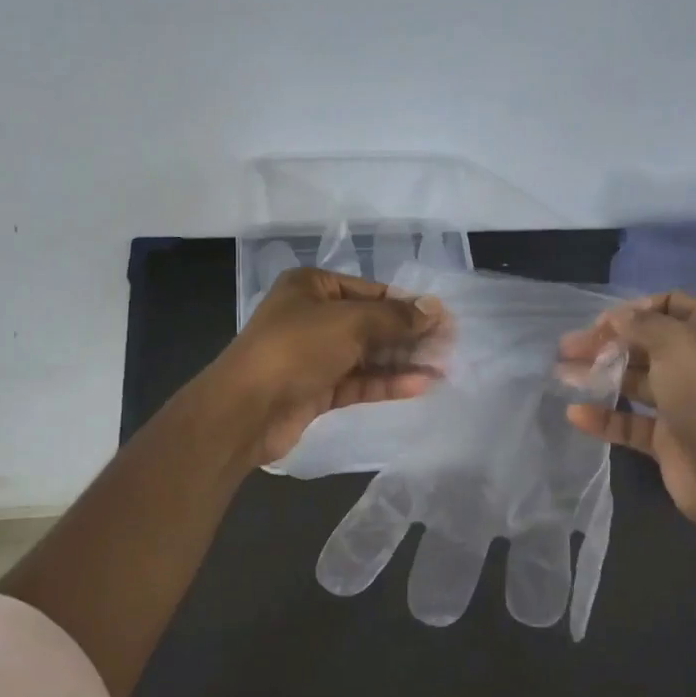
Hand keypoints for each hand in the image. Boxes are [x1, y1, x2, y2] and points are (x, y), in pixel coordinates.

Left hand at [211, 267, 446, 465]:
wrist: (245, 409)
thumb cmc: (296, 349)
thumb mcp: (349, 323)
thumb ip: (395, 318)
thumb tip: (434, 309)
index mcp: (312, 287)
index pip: (371, 291)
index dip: (408, 304)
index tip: (444, 319)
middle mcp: (312, 317)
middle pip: (371, 323)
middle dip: (409, 335)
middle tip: (449, 346)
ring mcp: (314, 356)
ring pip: (366, 355)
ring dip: (402, 361)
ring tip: (443, 368)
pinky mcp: (317, 390)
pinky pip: (358, 382)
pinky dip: (386, 383)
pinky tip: (419, 385)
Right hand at [559, 291, 695, 526]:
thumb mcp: (680, 345)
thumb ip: (643, 324)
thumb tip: (617, 317)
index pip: (671, 306)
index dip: (635, 310)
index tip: (601, 323)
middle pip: (645, 344)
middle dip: (606, 343)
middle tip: (566, 348)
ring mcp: (683, 403)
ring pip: (633, 382)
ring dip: (598, 375)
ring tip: (561, 374)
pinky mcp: (667, 438)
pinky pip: (629, 422)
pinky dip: (603, 417)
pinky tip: (576, 414)